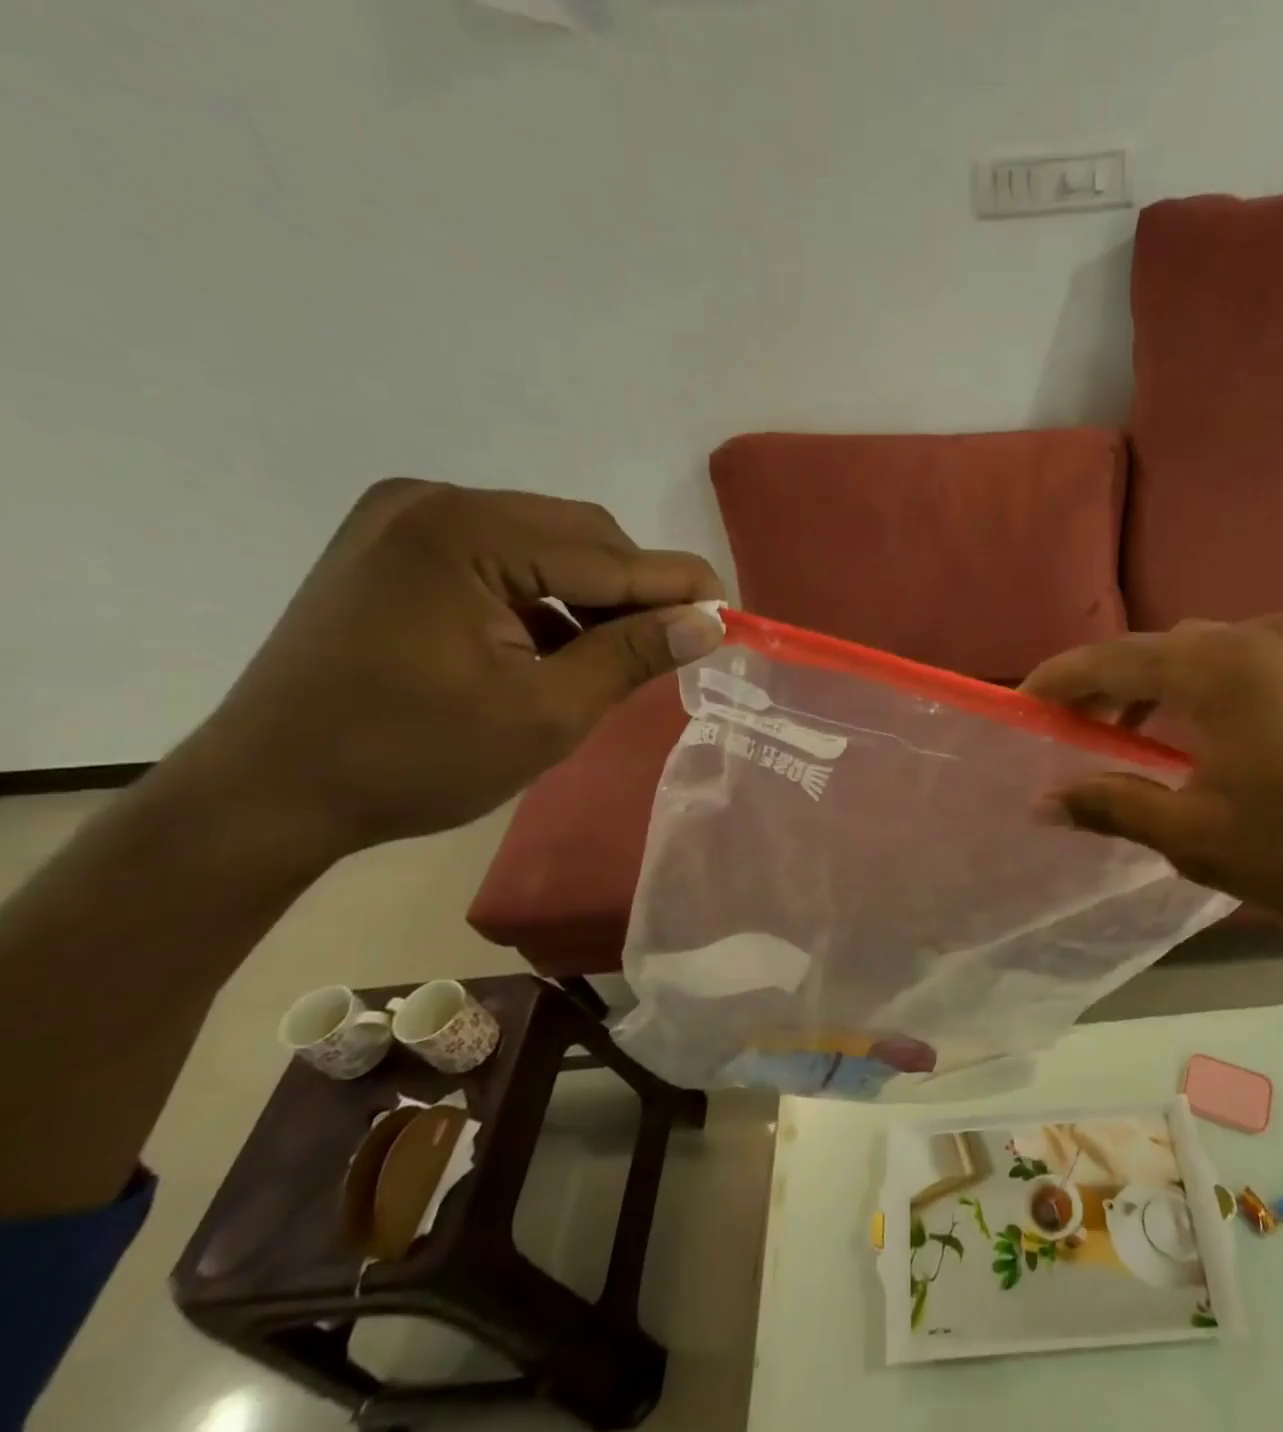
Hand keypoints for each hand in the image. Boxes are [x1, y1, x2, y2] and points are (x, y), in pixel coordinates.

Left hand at [184, 479, 724, 857]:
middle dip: (636, 590)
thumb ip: (631, 656)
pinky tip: (556, 646)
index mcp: (464, 534)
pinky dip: (546, 599)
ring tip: (613, 656)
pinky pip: (504, 558)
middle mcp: (433, 504)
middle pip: (580, 535)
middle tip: (674, 647)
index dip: (679, 585)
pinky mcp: (396, 549)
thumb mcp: (544, 714)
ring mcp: (406, 522)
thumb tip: (710, 623)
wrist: (268, 794)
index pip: (607, 554)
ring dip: (594, 596)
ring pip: (547, 545)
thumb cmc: (412, 759)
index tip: (733, 616)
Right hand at [1021, 616, 1282, 944]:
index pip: (1112, 657)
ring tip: (1125, 733)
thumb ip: (1113, 804)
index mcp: (1218, 665)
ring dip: (1153, 687)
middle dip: (1105, 684)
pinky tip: (1194, 733)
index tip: (1021, 701)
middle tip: (1070, 727)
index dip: (1060, 679)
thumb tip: (1045, 800)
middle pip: (1154, 648)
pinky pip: (1238, 665)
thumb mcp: (1196, 835)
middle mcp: (1255, 635)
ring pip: (1198, 653)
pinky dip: (1199, 690)